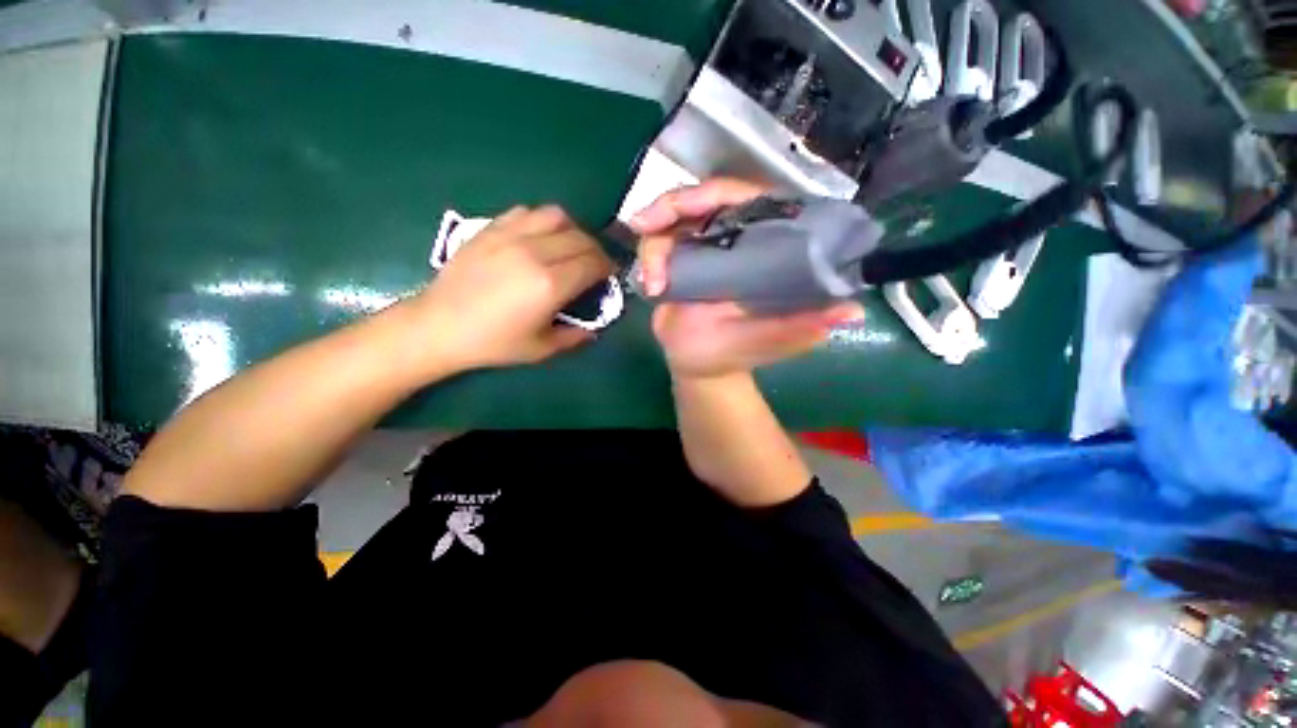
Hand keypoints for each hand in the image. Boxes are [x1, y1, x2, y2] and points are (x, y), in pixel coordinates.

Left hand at [413, 205, 612, 372]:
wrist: (439, 326)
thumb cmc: (493, 342)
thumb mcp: (541, 349)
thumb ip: (575, 337)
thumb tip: (595, 328)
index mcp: (550, 284)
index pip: (593, 262)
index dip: (607, 267)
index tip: (609, 275)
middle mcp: (535, 253)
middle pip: (581, 237)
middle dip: (595, 250)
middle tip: (594, 264)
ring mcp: (510, 236)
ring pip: (556, 216)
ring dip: (572, 230)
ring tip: (569, 247)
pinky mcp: (491, 229)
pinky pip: (527, 212)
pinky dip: (542, 221)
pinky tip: (539, 238)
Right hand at [629, 179, 864, 379]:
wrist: (700, 367)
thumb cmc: (737, 353)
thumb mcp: (770, 341)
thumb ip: (801, 327)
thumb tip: (851, 312)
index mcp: (763, 248)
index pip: (747, 201)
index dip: (717, 194)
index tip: (691, 206)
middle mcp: (732, 240)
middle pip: (703, 200)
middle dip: (671, 206)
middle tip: (646, 223)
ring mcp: (701, 248)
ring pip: (672, 221)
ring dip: (655, 243)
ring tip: (652, 281)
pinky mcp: (676, 262)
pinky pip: (656, 245)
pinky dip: (648, 262)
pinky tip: (650, 289)